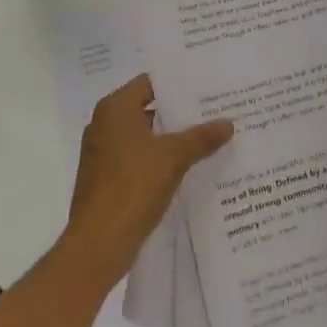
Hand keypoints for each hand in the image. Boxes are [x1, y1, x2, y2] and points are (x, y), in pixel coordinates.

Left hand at [64, 74, 232, 281]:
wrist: (98, 244)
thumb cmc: (133, 186)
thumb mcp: (173, 157)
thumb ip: (201, 137)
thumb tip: (228, 123)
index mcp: (115, 108)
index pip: (150, 83)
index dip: (178, 85)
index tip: (206, 87)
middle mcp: (104, 124)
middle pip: (147, 109)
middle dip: (178, 113)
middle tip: (213, 112)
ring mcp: (102, 153)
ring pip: (143, 136)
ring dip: (170, 139)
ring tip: (206, 139)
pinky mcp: (105, 179)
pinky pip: (137, 159)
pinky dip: (158, 160)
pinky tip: (186, 168)